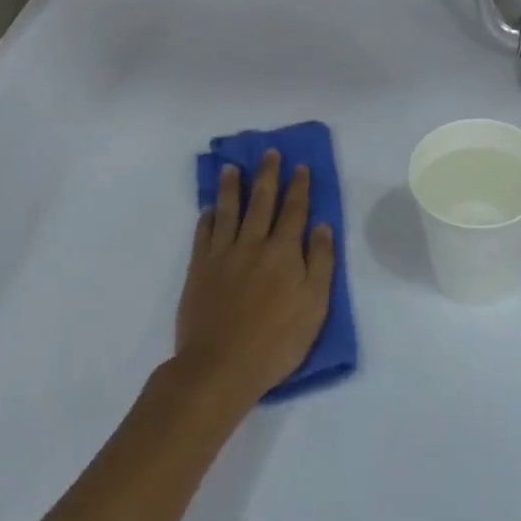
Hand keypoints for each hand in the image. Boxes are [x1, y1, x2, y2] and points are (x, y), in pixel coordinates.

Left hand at [176, 151, 334, 411]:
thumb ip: (320, 263)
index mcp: (284, 252)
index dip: (298, 187)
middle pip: (261, 201)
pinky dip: (208, 218)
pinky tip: (209, 210)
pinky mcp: (198, 270)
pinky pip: (203, 235)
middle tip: (268, 153)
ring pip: (228, 211)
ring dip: (231, 187)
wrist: (219, 367)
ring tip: (231, 168)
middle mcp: (253, 244)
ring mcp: (222, 255)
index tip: (300, 167)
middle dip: (267, 175)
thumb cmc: (276, 341)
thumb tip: (322, 227)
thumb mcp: (315, 306)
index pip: (294, 210)